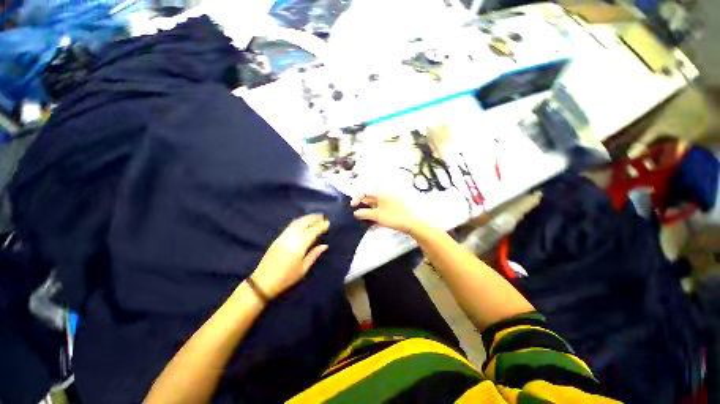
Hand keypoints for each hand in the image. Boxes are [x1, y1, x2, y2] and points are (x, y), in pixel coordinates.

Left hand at [250, 214, 329, 299]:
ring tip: (315, 217)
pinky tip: (303, 222)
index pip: (313, 231)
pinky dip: (299, 221)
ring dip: (306, 218)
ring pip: (296, 222)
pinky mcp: (278, 238)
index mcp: (299, 246)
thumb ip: (314, 254)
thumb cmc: (286, 278)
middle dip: (314, 218)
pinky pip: (291, 225)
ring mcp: (283, 236)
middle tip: (323, 216)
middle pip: (304, 223)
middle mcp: (291, 237)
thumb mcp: (303, 268)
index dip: (321, 226)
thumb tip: (325, 245)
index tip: (328, 222)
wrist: (263, 282)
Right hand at [351, 193, 421, 233]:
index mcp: (381, 191)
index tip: (352, 206)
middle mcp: (386, 192)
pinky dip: (378, 208)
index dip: (357, 198)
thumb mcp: (377, 216)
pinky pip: (384, 203)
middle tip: (359, 211)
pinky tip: (377, 215)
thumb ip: (365, 213)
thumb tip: (356, 213)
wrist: (415, 222)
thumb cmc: (394, 217)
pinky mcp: (397, 203)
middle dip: (363, 202)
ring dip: (370, 206)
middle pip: (371, 194)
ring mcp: (392, 197)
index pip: (365, 191)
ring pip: (377, 199)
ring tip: (367, 215)